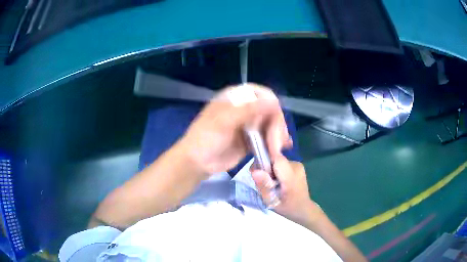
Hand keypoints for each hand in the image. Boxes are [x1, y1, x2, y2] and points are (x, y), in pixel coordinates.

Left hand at [180, 84, 290, 176]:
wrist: (197, 162)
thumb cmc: (206, 138)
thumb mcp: (224, 121)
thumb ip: (249, 110)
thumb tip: (275, 102)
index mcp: (236, 98)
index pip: (261, 93)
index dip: (272, 104)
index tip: (276, 119)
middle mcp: (244, 109)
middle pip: (269, 111)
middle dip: (276, 126)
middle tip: (276, 144)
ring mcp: (249, 125)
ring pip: (270, 125)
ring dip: (277, 136)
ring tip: (277, 151)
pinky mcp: (251, 140)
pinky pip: (267, 139)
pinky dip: (274, 144)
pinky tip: (279, 150)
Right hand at [251, 155, 320, 225]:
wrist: (304, 209)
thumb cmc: (288, 208)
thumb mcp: (272, 202)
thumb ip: (263, 186)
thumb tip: (254, 171)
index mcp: (291, 176)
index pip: (275, 156)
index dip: (263, 162)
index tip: (258, 174)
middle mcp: (295, 165)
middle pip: (274, 159)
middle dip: (266, 169)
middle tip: (266, 184)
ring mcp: (297, 164)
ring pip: (277, 161)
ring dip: (271, 171)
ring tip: (273, 185)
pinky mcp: (297, 166)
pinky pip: (281, 164)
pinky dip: (277, 172)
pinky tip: (279, 183)